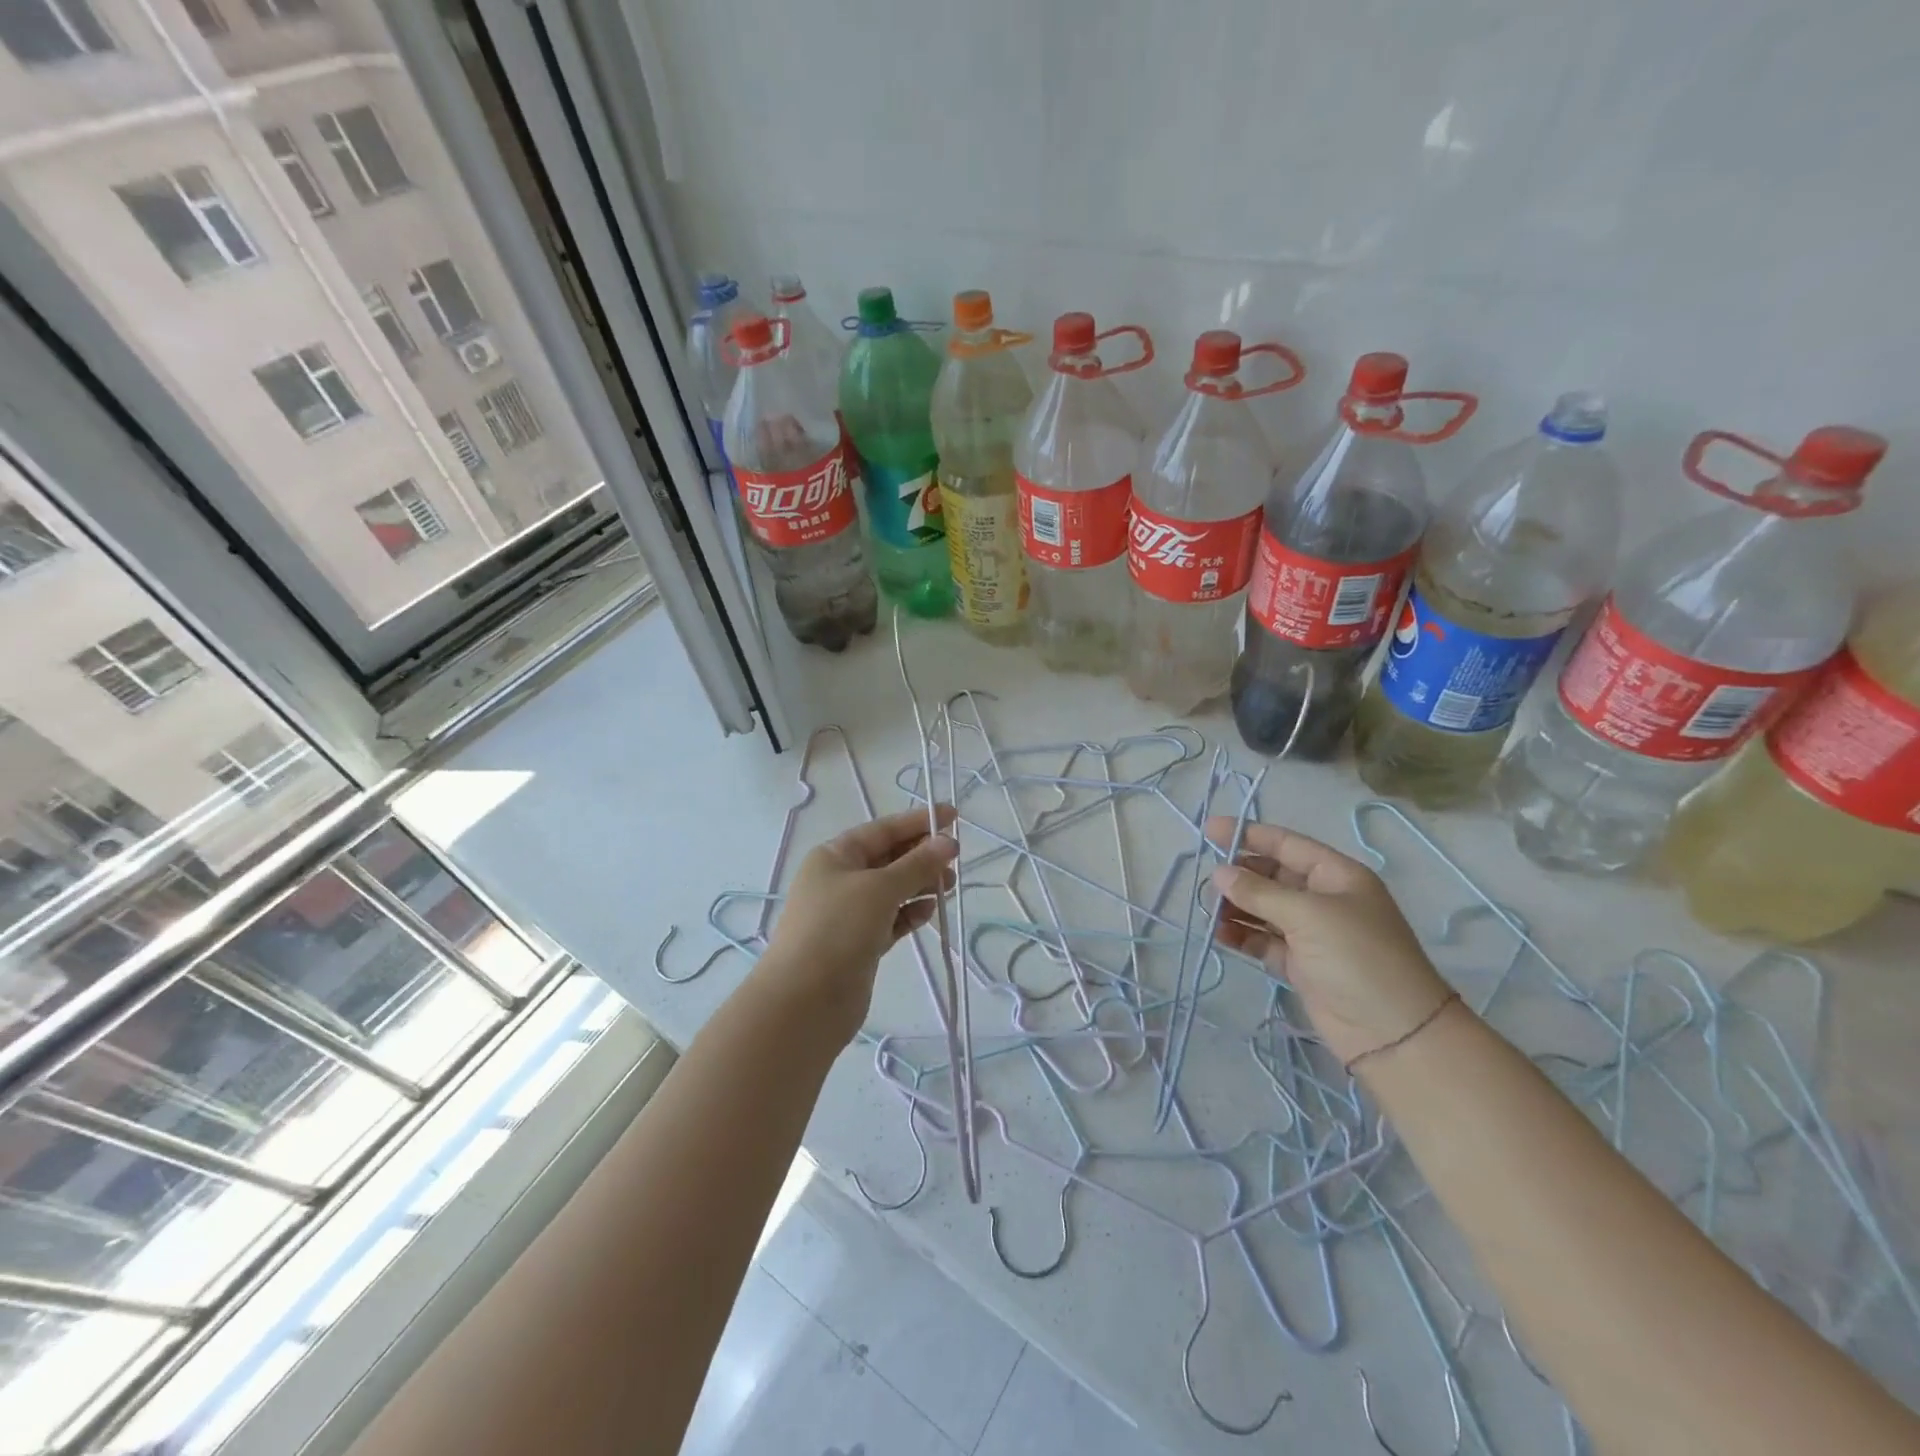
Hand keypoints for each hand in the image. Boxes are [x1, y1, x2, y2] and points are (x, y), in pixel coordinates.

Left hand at [762, 805, 958, 1041]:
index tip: (953, 816)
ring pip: (893, 890)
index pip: (882, 830)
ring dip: (921, 885)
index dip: (918, 821)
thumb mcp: (880, 888)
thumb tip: (947, 842)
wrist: (804, 1001)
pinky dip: (911, 913)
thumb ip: (917, 865)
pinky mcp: (860, 944)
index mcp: (835, 856)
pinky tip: (930, 912)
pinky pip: (892, 919)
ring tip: (950, 885)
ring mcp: (849, 914)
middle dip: (922, 855)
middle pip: (889, 858)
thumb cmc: (838, 929)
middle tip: (956, 857)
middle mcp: (840, 880)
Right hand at [1206, 818, 1454, 1068]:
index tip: (1209, 831)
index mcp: (1336, 876)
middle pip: (1272, 876)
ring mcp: (1312, 933)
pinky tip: (1219, 934)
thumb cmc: (1358, 958)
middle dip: (1239, 876)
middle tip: (1206, 882)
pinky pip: (1263, 940)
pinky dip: (1242, 936)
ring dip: (1236, 907)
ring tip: (1209, 911)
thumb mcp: (1309, 916)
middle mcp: (1323, 899)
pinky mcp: (1300, 964)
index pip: (1286, 844)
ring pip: (1264, 909)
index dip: (1248, 835)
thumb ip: (1259, 892)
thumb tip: (1218, 873)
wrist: (1394, 1034)